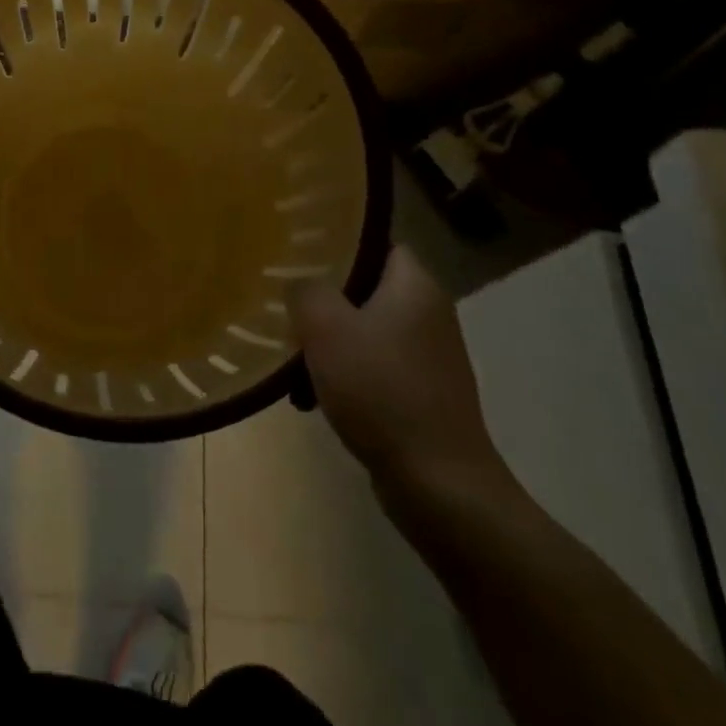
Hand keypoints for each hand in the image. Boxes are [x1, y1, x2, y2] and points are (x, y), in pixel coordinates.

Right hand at [288, 247, 510, 508]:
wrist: (439, 485)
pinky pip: (374, 367)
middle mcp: (429, 313)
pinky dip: (344, 374)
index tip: (297, 252)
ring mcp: (429, 357)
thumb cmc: (381, 390)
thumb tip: (301, 283)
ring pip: (365, 330)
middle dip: (324, 298)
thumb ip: (306, 290)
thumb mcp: (326, 328)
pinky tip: (313, 396)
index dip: (336, 242)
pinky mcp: (423, 395)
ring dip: (328, 341)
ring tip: (291, 355)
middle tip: (285, 302)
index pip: (375, 241)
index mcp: (415, 285)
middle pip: (366, 287)